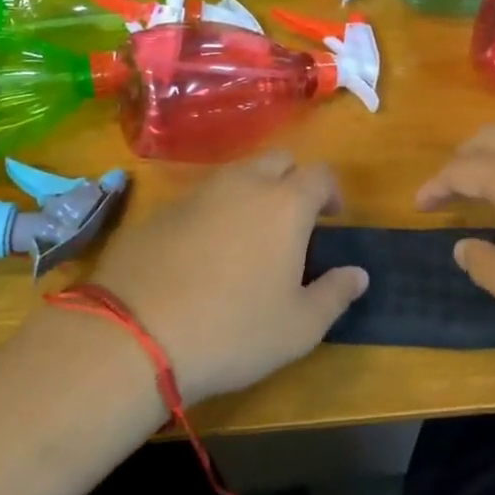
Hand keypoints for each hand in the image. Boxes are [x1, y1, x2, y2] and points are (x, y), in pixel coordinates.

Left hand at [87, 150, 367, 403]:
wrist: (136, 334)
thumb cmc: (234, 330)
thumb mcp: (299, 327)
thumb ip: (335, 294)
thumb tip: (358, 274)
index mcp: (285, 204)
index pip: (320, 174)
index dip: (331, 191)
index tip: (332, 217)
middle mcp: (243, 184)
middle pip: (278, 160)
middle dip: (292, 180)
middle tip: (293, 220)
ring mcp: (198, 192)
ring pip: (236, 174)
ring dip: (252, 192)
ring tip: (249, 235)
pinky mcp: (162, 209)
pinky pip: (200, 197)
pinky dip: (213, 211)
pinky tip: (204, 251)